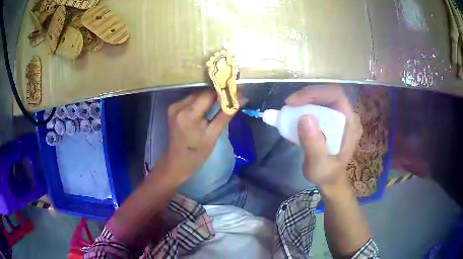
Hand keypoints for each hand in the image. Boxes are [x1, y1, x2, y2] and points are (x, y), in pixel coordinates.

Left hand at [155, 90, 233, 183]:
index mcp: (188, 115)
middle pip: (202, 92)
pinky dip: (201, 100)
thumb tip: (242, 98)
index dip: (224, 90)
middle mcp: (178, 106)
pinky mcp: (172, 108)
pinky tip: (209, 104)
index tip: (237, 90)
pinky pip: (190, 99)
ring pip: (196, 94)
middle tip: (233, 94)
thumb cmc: (197, 153)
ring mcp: (174, 106)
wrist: (177, 162)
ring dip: (209, 95)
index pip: (209, 94)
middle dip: (218, 92)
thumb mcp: (213, 135)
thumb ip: (226, 114)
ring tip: (223, 98)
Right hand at [285, 85, 362, 191]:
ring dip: (306, 100)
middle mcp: (348, 116)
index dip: (315, 93)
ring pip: (324, 97)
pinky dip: (306, 106)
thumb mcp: (318, 165)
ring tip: (290, 109)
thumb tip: (304, 117)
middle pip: (329, 94)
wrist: (330, 179)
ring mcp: (341, 116)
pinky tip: (296, 113)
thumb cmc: (326, 174)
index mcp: (351, 124)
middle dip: (308, 95)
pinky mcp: (333, 119)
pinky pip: (320, 105)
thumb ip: (313, 145)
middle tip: (289, 105)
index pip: (336, 95)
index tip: (294, 102)